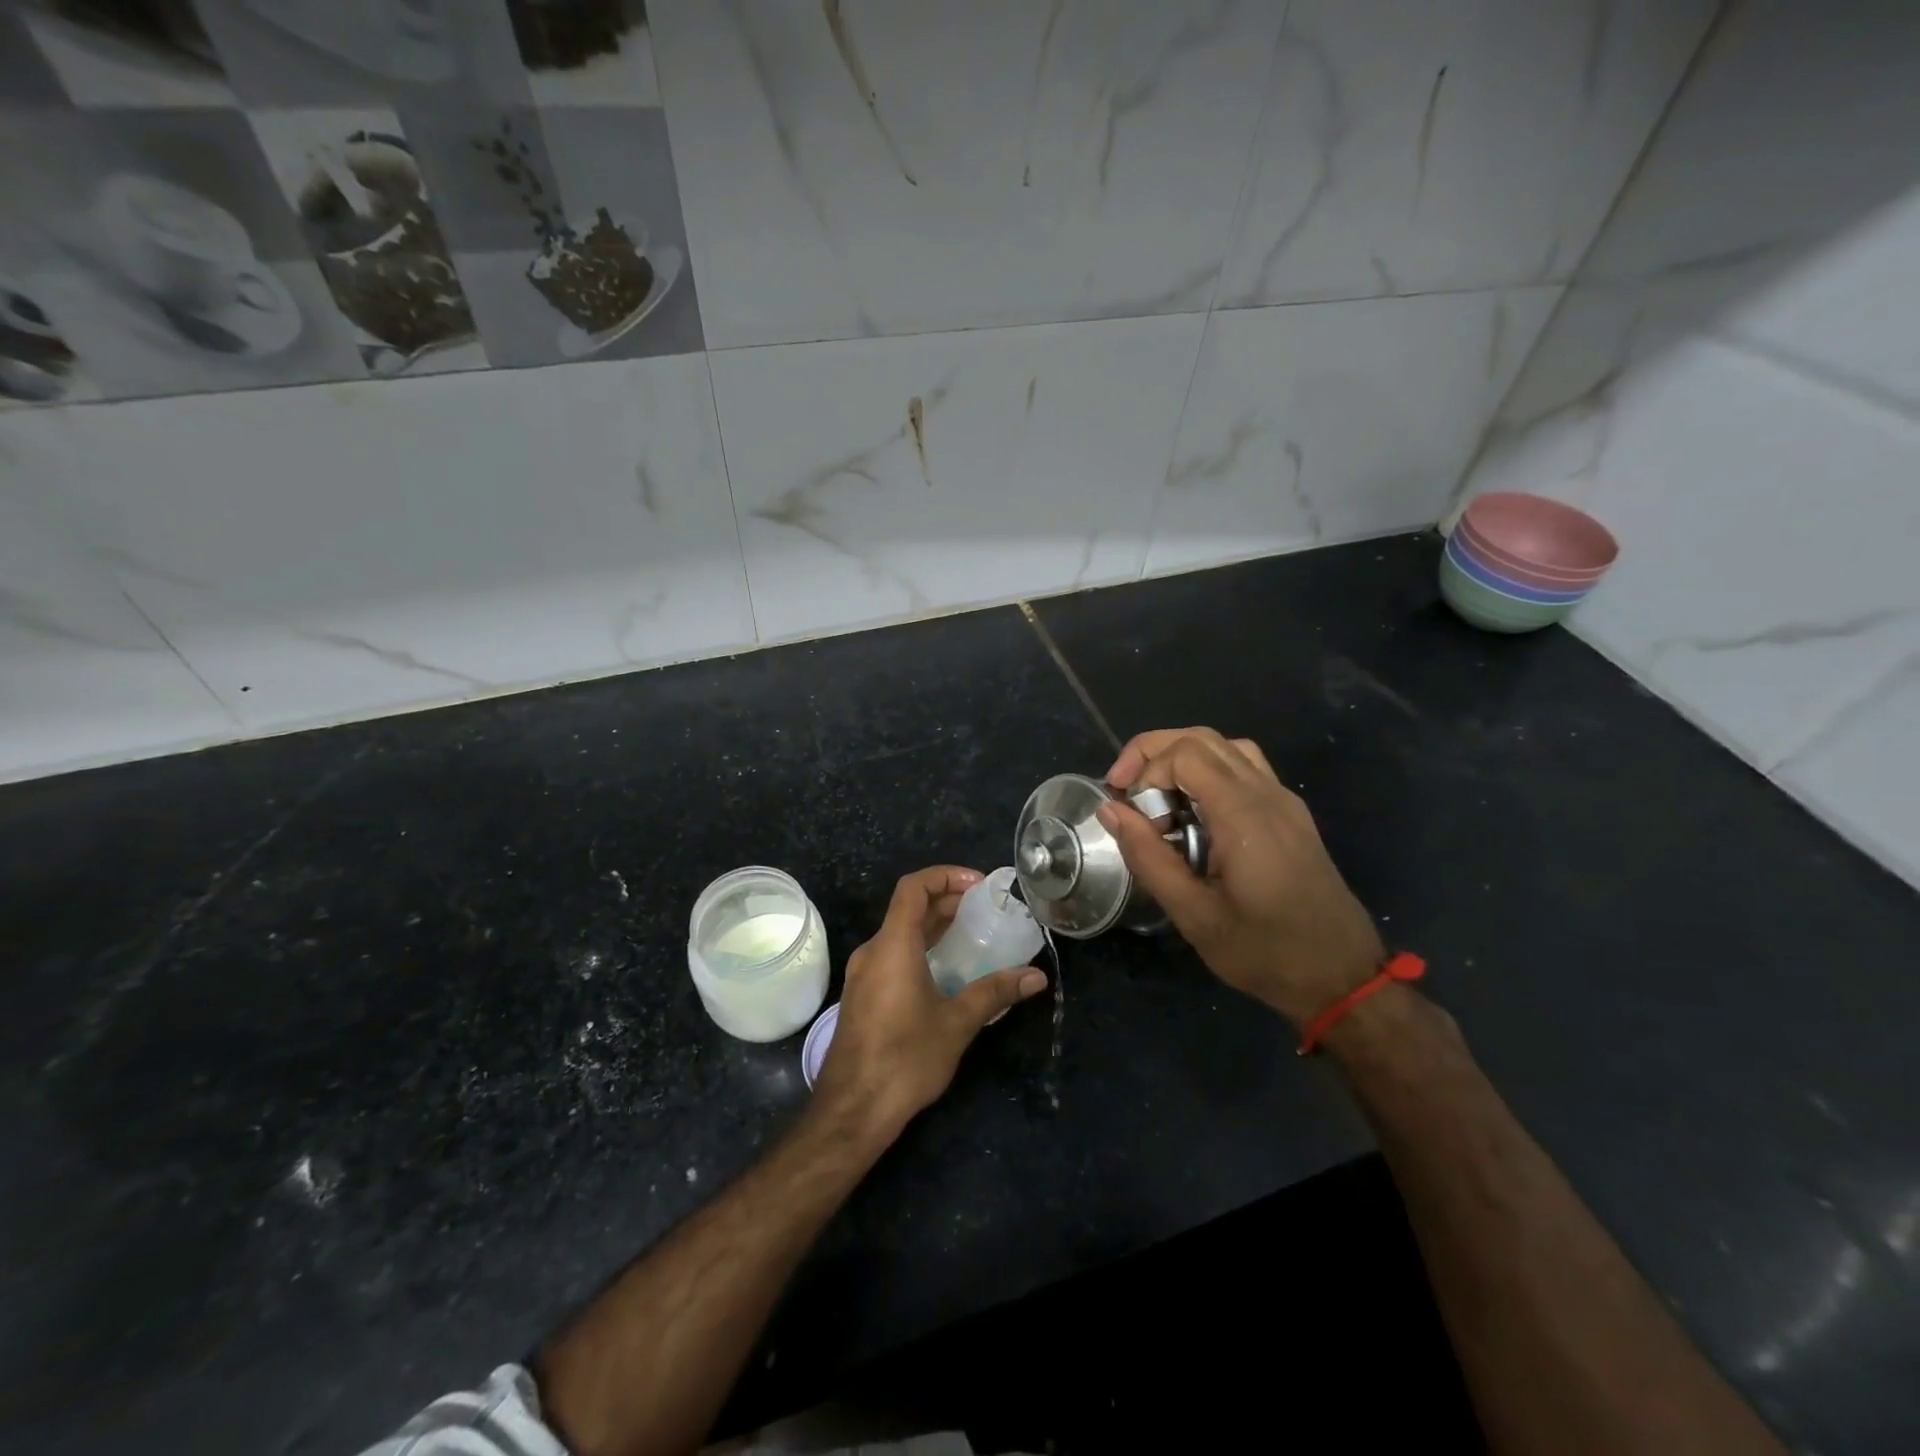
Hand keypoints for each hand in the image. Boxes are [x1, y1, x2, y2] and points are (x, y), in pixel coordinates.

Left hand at [812, 866, 1047, 1139]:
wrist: (852, 1111)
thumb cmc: (904, 1059)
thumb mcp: (956, 1023)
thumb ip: (995, 993)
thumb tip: (1036, 976)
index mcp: (892, 946)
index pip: (913, 887)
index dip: (945, 875)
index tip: (979, 885)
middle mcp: (873, 952)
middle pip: (908, 908)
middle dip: (947, 901)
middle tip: (985, 909)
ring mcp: (864, 975)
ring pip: (900, 933)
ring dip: (934, 927)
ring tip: (973, 935)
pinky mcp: (863, 997)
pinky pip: (893, 956)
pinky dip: (921, 949)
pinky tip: (947, 971)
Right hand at [1098, 728, 1384, 1028]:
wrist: (1342, 977)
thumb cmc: (1265, 951)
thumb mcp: (1194, 915)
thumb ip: (1148, 857)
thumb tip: (1110, 811)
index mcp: (1244, 815)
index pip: (1186, 754)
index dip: (1146, 770)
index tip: (1126, 810)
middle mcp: (1267, 794)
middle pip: (1203, 738)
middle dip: (1154, 754)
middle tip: (1125, 790)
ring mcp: (1283, 801)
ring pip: (1227, 748)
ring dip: (1182, 760)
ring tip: (1156, 798)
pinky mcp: (1290, 815)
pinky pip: (1245, 769)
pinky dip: (1208, 773)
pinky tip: (1193, 813)